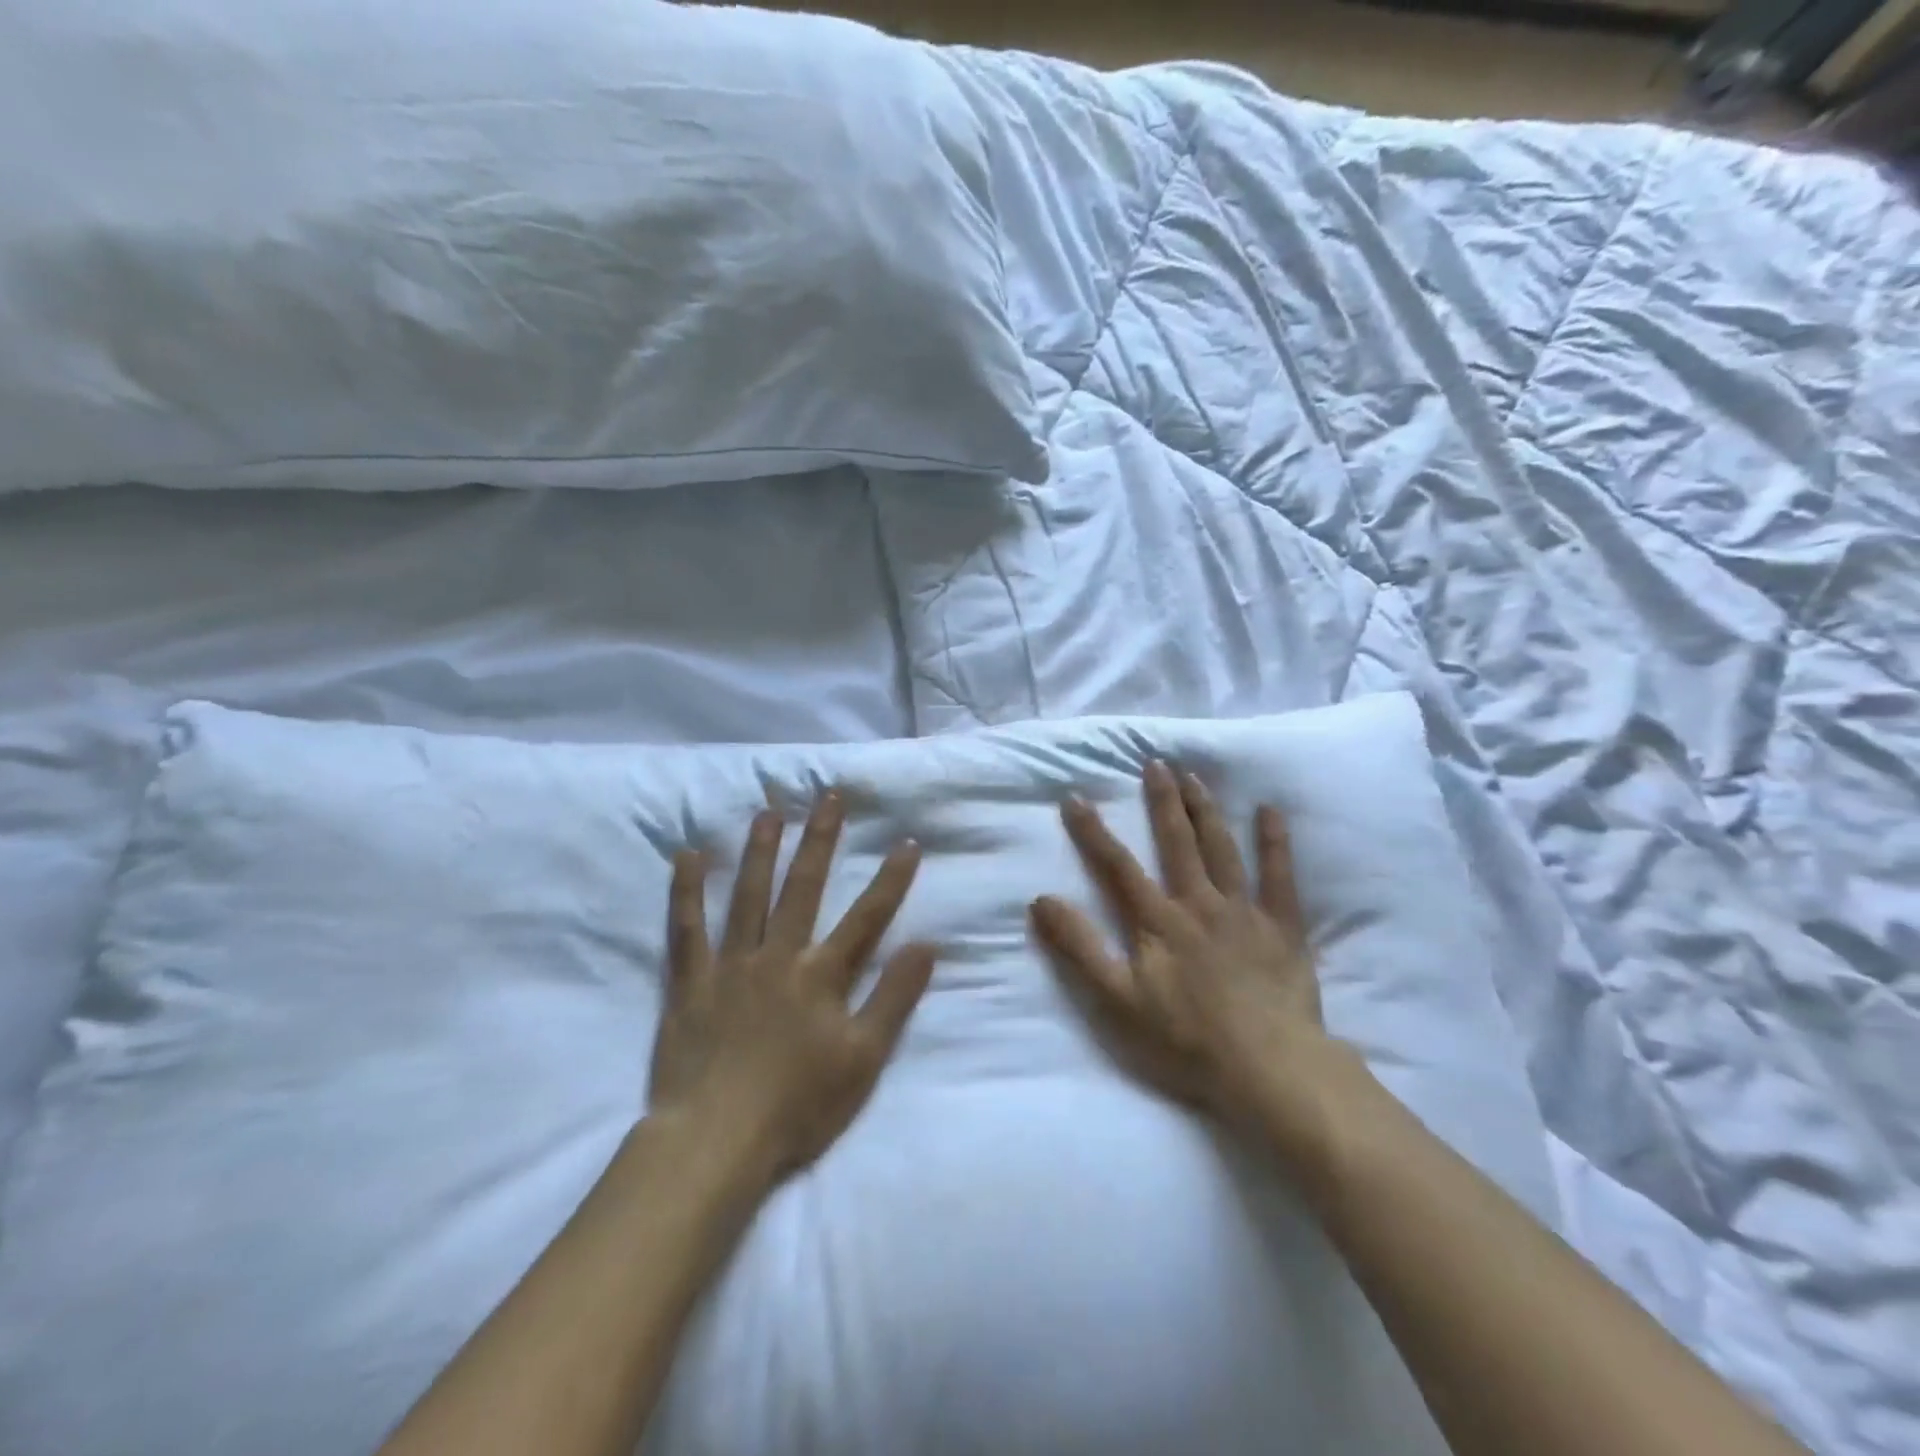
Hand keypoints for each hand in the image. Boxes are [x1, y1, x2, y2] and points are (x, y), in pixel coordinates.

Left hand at [649, 792, 936, 1186]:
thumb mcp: (864, 1059)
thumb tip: (927, 945)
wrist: (716, 1141)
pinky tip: (688, 855)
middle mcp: (778, 955)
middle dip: (822, 840)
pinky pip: (686, 928)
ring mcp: (731, 964)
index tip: (907, 842)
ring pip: (749, 895)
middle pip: (805, 887)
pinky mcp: (690, 981)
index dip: (891, 879)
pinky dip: (687, 891)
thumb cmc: (798, 1105)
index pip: (867, 916)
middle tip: (830, 796)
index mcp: (821, 975)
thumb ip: (894, 998)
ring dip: (762, 850)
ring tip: (771, 811)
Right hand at [1030, 760, 1334, 1132]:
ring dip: (1205, 810)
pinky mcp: (1282, 927)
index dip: (1093, 831)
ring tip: (1194, 776)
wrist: (1268, 1068)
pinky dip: (1275, 842)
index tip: (1075, 797)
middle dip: (1162, 801)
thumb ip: (1080, 948)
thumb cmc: (1186, 1038)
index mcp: (1158, 920)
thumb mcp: (1117, 1000)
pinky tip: (1271, 810)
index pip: (1117, 865)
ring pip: (1222, 848)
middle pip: (1176, 842)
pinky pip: (1280, 876)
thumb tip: (1041, 900)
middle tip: (1155, 763)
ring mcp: (1244, 911)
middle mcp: (1198, 902)